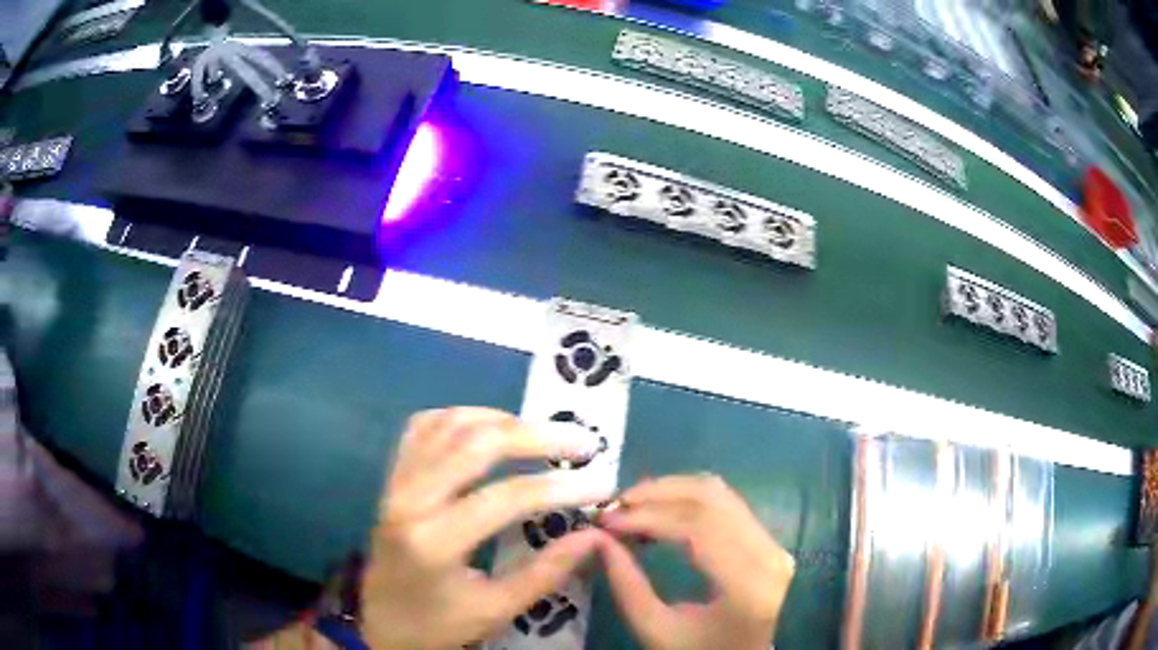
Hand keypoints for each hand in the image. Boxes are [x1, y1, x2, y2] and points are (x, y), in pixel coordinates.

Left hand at [360, 407, 611, 649]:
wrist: (378, 622)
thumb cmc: (436, 624)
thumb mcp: (495, 610)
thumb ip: (545, 572)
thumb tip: (593, 535)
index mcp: (433, 541)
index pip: (505, 498)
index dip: (560, 488)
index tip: (602, 483)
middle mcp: (409, 500)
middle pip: (475, 444)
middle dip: (536, 436)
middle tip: (581, 442)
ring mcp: (395, 483)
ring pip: (448, 424)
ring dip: (501, 420)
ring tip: (543, 433)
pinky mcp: (391, 477)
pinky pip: (423, 427)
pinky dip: (460, 417)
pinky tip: (490, 426)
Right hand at [596, 474, 794, 649]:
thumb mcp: (655, 630)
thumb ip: (627, 586)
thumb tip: (599, 538)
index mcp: (747, 586)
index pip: (698, 529)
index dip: (649, 517)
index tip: (606, 521)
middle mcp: (769, 555)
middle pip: (711, 500)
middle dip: (656, 495)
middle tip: (614, 505)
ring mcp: (773, 544)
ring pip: (719, 494)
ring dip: (671, 490)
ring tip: (631, 503)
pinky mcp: (767, 540)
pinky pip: (726, 504)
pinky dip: (687, 499)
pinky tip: (659, 508)